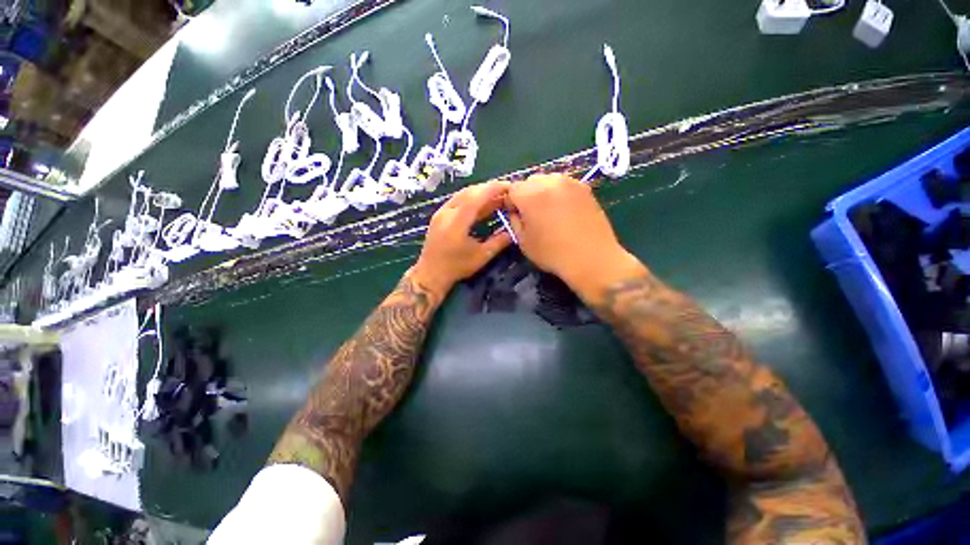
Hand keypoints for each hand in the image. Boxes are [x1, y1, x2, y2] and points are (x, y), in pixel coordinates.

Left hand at [411, 180, 512, 298]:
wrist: (431, 274)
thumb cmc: (456, 267)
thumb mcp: (481, 256)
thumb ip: (499, 242)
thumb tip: (514, 231)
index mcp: (456, 222)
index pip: (476, 197)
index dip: (493, 189)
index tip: (509, 186)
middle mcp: (446, 213)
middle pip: (469, 192)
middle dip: (488, 189)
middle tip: (505, 191)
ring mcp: (441, 212)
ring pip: (462, 195)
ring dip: (480, 193)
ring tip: (497, 196)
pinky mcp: (439, 215)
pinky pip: (457, 200)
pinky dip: (471, 199)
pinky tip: (482, 204)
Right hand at [506, 174, 643, 296]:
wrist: (591, 258)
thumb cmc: (552, 253)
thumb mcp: (523, 242)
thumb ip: (515, 221)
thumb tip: (516, 211)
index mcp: (530, 195)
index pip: (512, 189)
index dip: (511, 203)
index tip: (517, 216)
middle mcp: (550, 181)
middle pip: (530, 181)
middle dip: (527, 195)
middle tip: (533, 214)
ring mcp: (570, 182)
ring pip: (548, 180)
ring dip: (544, 192)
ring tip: (551, 212)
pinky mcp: (585, 188)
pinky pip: (565, 185)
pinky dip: (560, 194)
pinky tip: (566, 212)